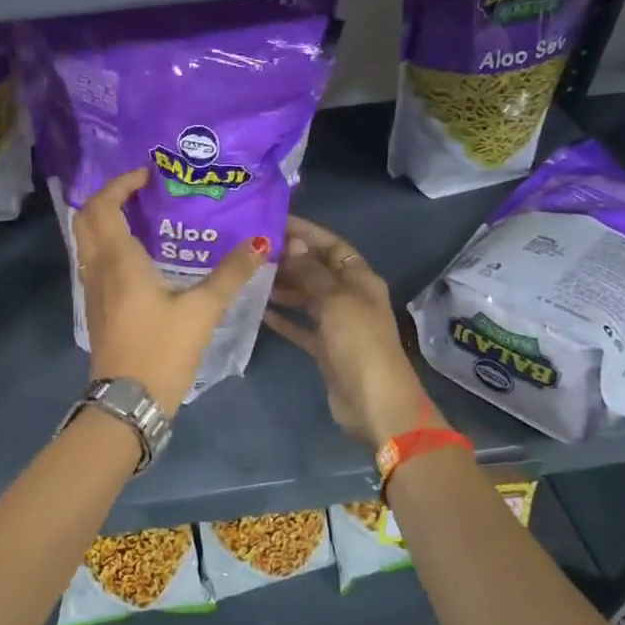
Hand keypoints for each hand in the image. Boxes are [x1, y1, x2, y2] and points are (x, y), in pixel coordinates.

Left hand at [75, 168, 269, 412]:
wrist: (128, 402)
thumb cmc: (161, 350)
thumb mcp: (202, 311)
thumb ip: (230, 274)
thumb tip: (261, 242)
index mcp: (117, 259)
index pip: (103, 205)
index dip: (120, 184)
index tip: (148, 176)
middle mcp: (97, 267)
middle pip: (86, 218)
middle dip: (108, 197)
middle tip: (141, 193)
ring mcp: (91, 288)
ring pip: (86, 240)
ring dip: (105, 220)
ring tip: (143, 217)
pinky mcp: (95, 307)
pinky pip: (93, 261)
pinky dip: (108, 244)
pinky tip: (139, 256)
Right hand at [263, 215, 440, 447]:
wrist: (374, 403)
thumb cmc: (359, 343)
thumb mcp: (335, 301)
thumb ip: (311, 272)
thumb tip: (293, 243)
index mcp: (360, 279)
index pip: (332, 245)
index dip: (306, 232)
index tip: (274, 221)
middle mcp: (350, 297)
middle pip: (317, 269)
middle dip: (290, 258)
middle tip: (253, 249)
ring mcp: (337, 323)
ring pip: (306, 296)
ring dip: (282, 286)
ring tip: (250, 276)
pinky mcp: (325, 348)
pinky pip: (300, 325)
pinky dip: (282, 317)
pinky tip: (257, 310)